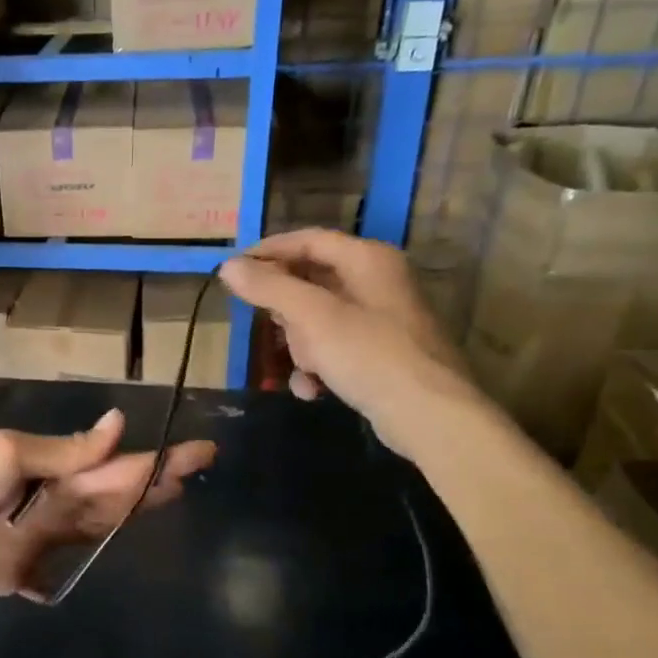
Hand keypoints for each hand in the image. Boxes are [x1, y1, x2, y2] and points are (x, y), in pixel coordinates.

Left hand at [0, 410, 215, 600]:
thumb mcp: (11, 455)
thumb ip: (67, 452)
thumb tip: (120, 423)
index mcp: (56, 471)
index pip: (118, 465)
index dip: (159, 461)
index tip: (200, 451)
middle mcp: (55, 503)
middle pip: (113, 497)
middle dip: (152, 485)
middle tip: (194, 474)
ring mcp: (38, 539)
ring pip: (94, 530)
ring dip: (125, 520)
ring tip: (163, 503)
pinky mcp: (18, 574)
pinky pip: (51, 578)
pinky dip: (65, 579)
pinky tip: (80, 580)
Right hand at [219, 229, 485, 456]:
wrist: (429, 417)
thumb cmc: (369, 355)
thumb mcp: (312, 317)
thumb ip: (269, 287)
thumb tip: (228, 266)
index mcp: (367, 259)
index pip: (308, 240)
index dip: (267, 252)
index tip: (232, 272)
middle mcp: (376, 281)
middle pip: (310, 282)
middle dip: (285, 313)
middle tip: (267, 330)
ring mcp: (380, 320)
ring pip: (317, 320)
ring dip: (299, 347)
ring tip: (303, 369)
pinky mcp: (380, 354)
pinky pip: (334, 348)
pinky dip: (318, 367)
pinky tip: (311, 390)